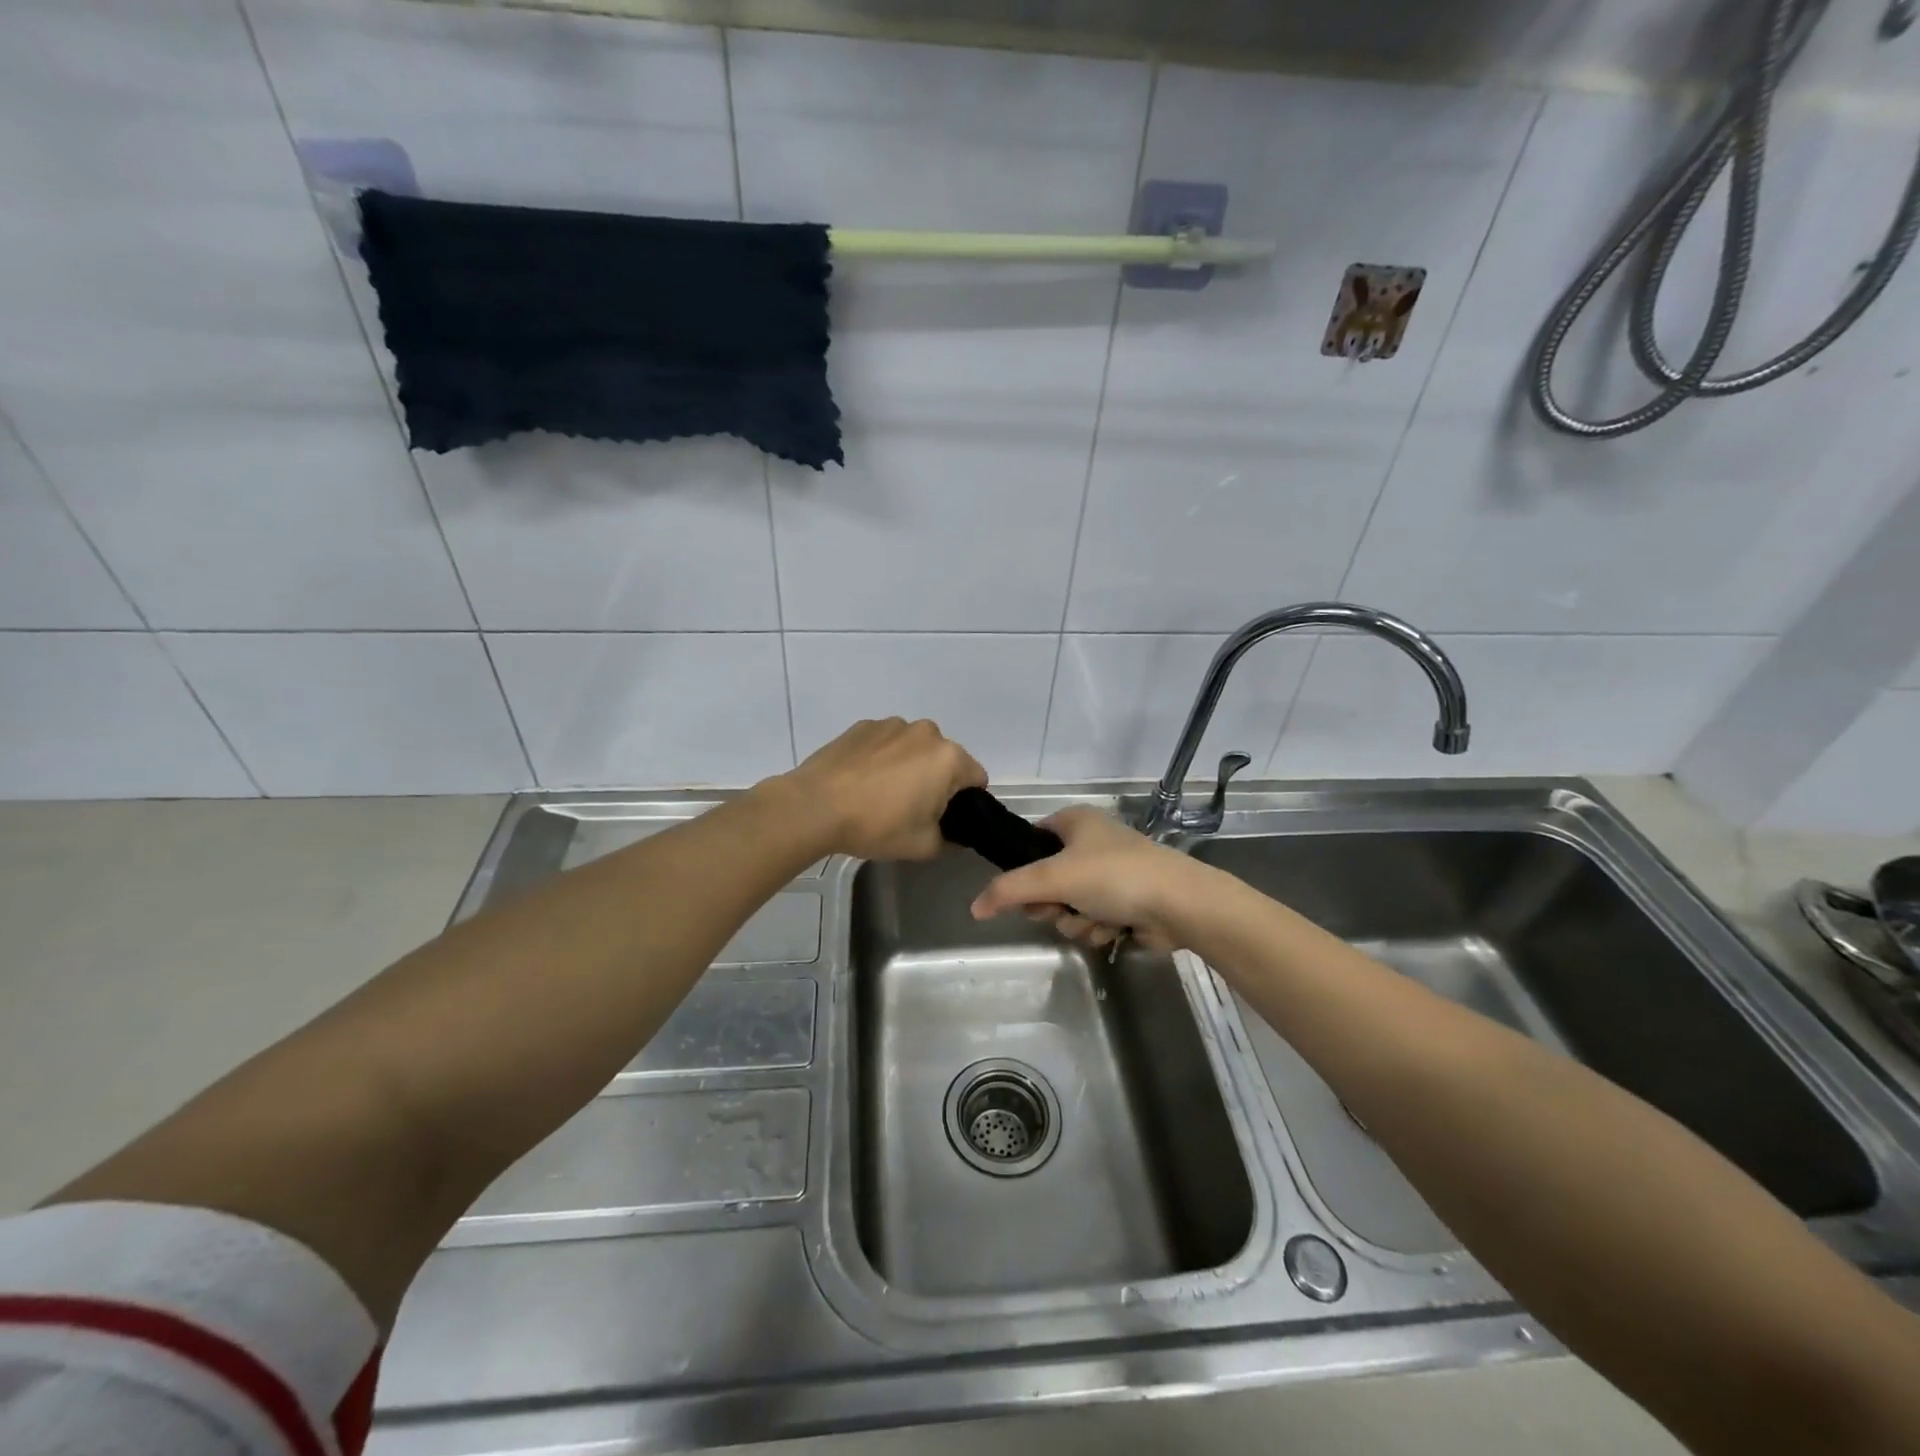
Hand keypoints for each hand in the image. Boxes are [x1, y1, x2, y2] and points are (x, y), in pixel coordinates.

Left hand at [772, 718, 986, 861]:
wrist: (815, 807)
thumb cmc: (876, 825)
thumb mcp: (923, 846)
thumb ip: (949, 840)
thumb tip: (952, 834)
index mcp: (950, 758)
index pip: (976, 779)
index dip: (966, 802)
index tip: (944, 818)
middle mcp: (927, 732)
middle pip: (945, 759)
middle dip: (936, 780)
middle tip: (911, 809)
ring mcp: (892, 724)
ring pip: (914, 748)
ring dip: (908, 765)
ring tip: (881, 793)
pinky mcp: (863, 725)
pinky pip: (886, 742)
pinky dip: (881, 757)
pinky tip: (861, 780)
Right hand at [969, 808, 1212, 951]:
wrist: (1178, 904)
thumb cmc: (1113, 876)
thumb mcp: (1053, 877)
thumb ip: (1009, 890)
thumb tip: (974, 908)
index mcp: (1074, 821)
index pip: (1031, 842)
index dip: (1023, 870)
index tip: (1026, 892)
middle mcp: (1091, 843)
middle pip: (1047, 881)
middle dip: (1053, 904)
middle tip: (1060, 908)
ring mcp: (1110, 874)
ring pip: (1069, 906)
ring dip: (1076, 920)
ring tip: (1095, 920)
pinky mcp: (1126, 903)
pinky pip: (1093, 919)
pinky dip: (1098, 928)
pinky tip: (1114, 929)